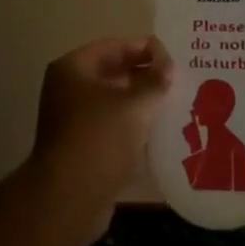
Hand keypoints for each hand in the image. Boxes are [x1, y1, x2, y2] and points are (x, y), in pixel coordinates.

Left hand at [30, 36, 171, 245]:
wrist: (69, 198)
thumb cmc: (100, 138)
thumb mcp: (135, 105)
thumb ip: (154, 81)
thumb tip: (168, 66)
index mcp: (73, 68)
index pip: (114, 47)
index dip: (145, 49)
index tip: (173, 59)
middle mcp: (67, 89)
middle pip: (112, 73)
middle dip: (144, 76)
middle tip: (177, 81)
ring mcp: (71, 120)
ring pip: (112, 102)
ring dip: (139, 103)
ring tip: (172, 104)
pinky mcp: (79, 147)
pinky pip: (110, 127)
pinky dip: (131, 127)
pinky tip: (157, 132)